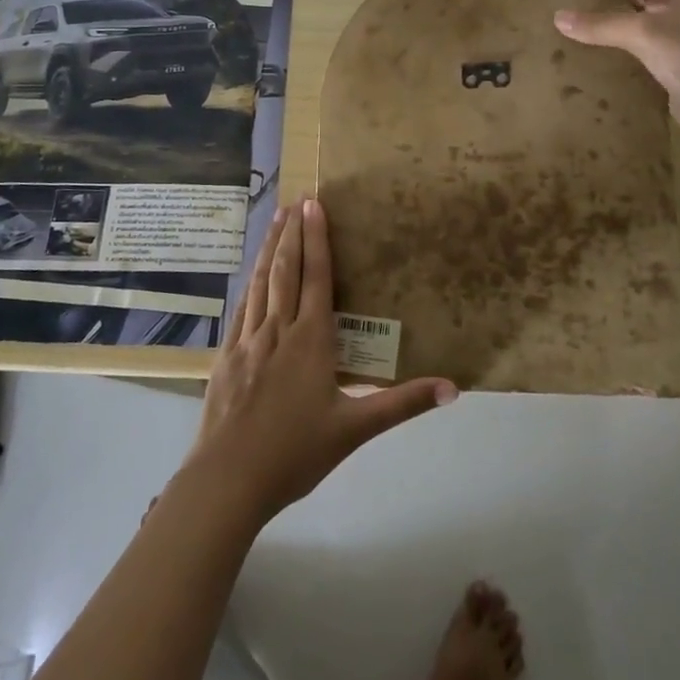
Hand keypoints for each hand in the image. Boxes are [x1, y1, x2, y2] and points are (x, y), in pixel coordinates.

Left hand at [188, 198, 456, 525]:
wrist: (228, 479)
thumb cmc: (295, 452)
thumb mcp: (355, 429)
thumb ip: (403, 403)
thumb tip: (453, 388)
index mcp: (311, 340)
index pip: (317, 277)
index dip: (317, 239)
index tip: (314, 205)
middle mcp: (278, 330)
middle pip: (285, 270)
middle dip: (292, 233)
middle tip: (295, 200)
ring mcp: (247, 341)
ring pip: (260, 284)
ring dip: (269, 249)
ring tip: (274, 220)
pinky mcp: (225, 357)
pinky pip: (241, 309)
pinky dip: (248, 284)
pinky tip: (249, 277)